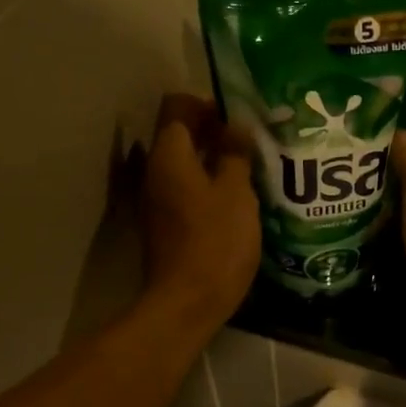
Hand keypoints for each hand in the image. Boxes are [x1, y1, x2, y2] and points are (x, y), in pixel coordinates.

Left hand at [142, 94, 260, 328]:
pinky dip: (207, 184)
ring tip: (250, 169)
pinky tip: (237, 199)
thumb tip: (236, 126)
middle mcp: (154, 172)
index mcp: (168, 156)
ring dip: (212, 159)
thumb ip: (235, 154)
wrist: (187, 303)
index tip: (238, 118)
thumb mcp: (236, 193)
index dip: (206, 103)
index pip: (176, 106)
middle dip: (213, 131)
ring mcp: (156, 200)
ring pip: (183, 164)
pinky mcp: (164, 224)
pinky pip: (185, 189)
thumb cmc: (215, 242)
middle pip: (178, 134)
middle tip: (251, 142)